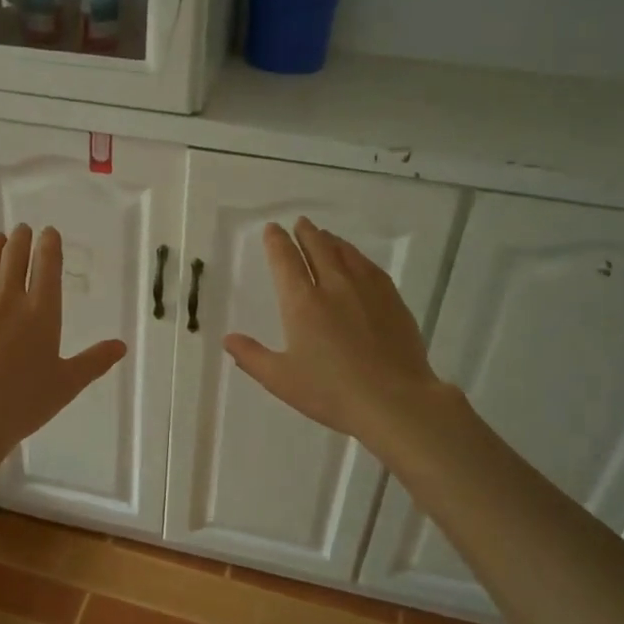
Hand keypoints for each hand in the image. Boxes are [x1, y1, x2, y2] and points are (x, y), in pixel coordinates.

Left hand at [0, 224, 126, 502]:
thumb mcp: (66, 384)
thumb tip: (122, 345)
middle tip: (22, 230)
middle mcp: (7, 298)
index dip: (49, 245)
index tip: (49, 232)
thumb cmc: (23, 404)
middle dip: (21, 239)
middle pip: (14, 257)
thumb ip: (94, 361)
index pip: (47, 266)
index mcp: (41, 312)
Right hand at [224, 217, 455, 459]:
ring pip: (345, 254)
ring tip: (325, 235)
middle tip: (300, 223)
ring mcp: (366, 290)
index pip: (285, 261)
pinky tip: (357, 260)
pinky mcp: (392, 300)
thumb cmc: (331, 392)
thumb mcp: (281, 380)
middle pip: (318, 249)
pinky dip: (357, 256)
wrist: (394, 400)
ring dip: (331, 241)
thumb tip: (228, 338)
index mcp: (302, 303)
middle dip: (306, 233)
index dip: (277, 242)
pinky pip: (370, 267)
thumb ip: (252, 357)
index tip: (273, 229)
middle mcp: (333, 286)